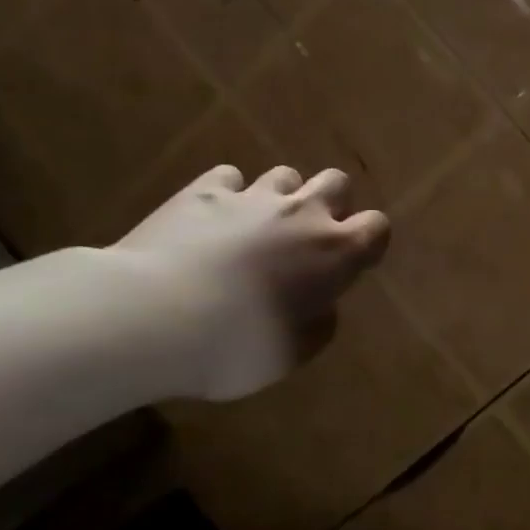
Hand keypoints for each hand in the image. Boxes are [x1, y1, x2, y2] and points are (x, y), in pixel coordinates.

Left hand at [109, 165, 389, 401]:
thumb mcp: (293, 354)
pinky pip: (228, 177)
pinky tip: (211, 218)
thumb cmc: (236, 345)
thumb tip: (319, 305)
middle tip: (308, 237)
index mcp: (335, 252)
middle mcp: (302, 213)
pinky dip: (227, 194)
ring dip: (280, 197)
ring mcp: (252, 196)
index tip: (352, 263)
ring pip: (284, 174)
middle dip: (331, 203)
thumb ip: (317, 323)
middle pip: (336, 182)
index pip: (376, 227)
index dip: (369, 241)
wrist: (152, 317)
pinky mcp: (203, 191)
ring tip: (256, 226)